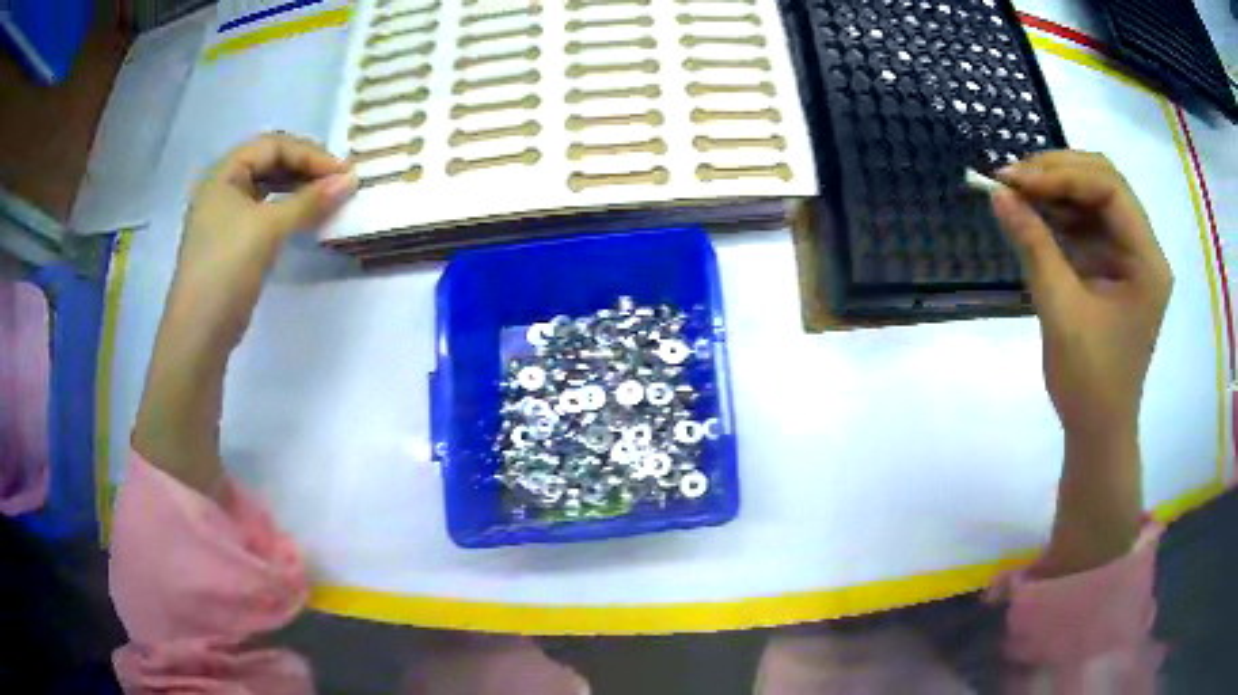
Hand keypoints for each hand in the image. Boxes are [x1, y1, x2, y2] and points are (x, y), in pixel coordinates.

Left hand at [133, 133, 354, 496]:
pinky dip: (286, 211)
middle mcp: (221, 188)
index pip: (273, 146)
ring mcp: (224, 217)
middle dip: (305, 169)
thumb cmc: (226, 269)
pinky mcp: (231, 242)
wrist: (198, 334)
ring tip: (326, 199)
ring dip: (297, 189)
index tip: (342, 172)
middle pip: (269, 163)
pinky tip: (303, 220)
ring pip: (267, 188)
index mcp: (223, 173)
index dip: (309, 154)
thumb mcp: (268, 228)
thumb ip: (309, 201)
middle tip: (337, 183)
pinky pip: (263, 213)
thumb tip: (351, 180)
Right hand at [993, 151, 1172, 438]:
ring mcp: (1128, 256)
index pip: (1109, 188)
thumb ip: (1034, 246)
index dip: (1062, 174)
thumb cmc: (1089, 383)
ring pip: (1093, 196)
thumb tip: (998, 194)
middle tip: (1013, 178)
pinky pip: (1086, 223)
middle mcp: (1143, 249)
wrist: (1097, 430)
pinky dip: (1057, 212)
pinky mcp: (1112, 267)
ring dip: (1055, 188)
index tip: (1015, 179)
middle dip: (1058, 172)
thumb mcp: (1061, 311)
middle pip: (1104, 182)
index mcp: (1147, 261)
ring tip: (1016, 191)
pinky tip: (1032, 213)